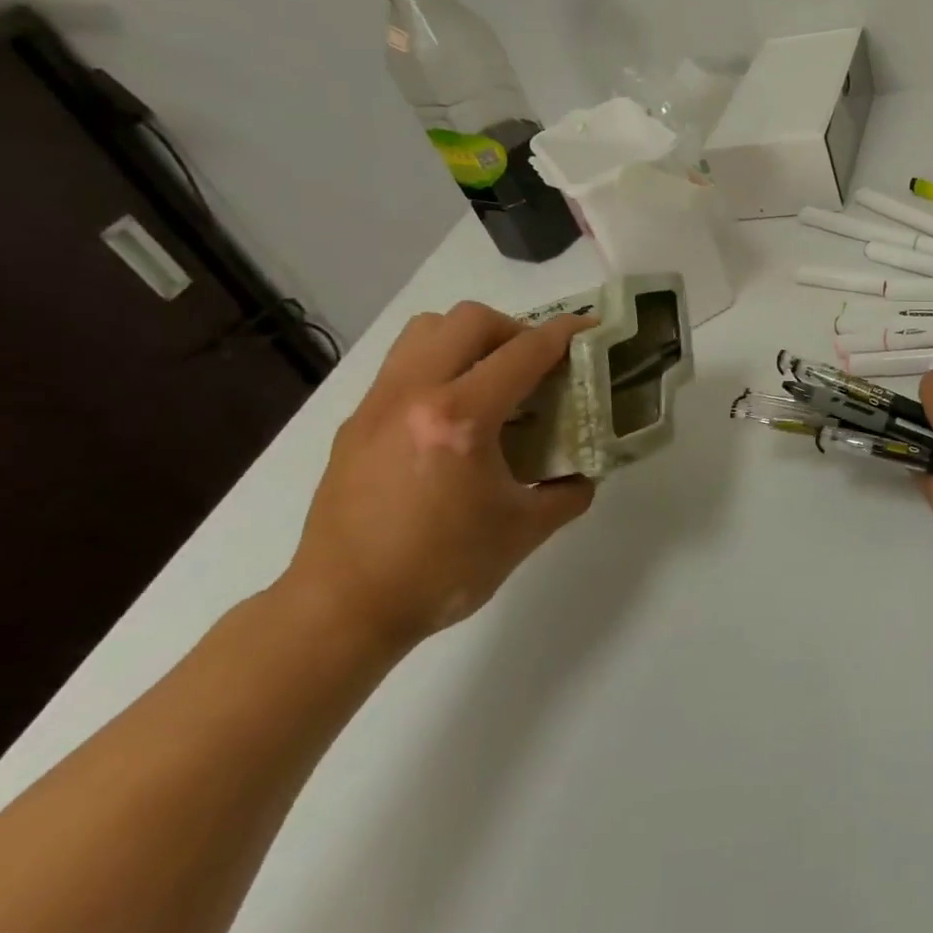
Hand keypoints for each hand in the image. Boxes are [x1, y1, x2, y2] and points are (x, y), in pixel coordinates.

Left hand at [286, 302, 597, 654]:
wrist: (342, 612)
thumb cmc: (440, 572)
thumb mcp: (524, 533)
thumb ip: (568, 492)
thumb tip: (584, 472)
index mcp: (460, 419)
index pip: (524, 352)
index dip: (565, 333)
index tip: (591, 328)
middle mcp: (414, 395)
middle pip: (470, 320)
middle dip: (515, 330)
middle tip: (536, 366)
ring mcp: (377, 404)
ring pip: (427, 329)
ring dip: (468, 339)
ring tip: (491, 378)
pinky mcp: (356, 422)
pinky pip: (403, 364)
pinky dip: (438, 365)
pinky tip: (453, 414)